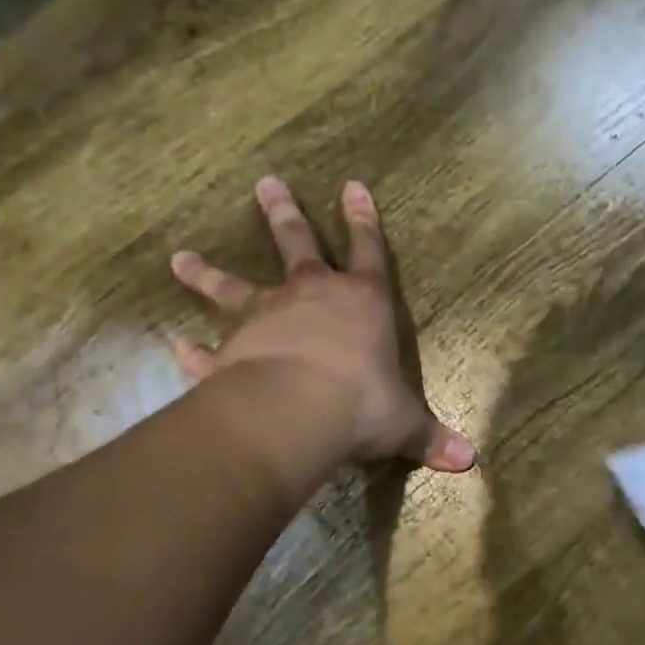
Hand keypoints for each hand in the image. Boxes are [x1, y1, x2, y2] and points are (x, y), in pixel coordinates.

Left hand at [169, 177, 475, 472]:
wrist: (297, 412)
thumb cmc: (362, 404)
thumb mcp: (404, 424)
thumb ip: (430, 438)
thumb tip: (469, 461)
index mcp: (362, 302)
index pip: (370, 251)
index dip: (365, 221)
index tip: (353, 186)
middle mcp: (310, 297)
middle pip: (296, 243)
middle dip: (283, 213)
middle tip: (265, 182)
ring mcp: (265, 318)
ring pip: (231, 286)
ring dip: (206, 273)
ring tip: (180, 258)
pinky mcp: (230, 350)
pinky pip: (206, 351)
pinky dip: (191, 351)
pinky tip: (176, 347)